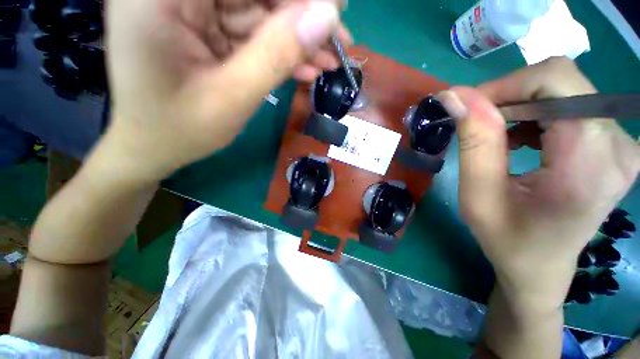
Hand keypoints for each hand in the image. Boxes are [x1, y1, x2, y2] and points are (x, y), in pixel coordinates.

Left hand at [104, 0, 349, 181]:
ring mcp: (187, 9)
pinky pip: (250, 32)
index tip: (336, 8)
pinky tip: (306, 69)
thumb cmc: (181, 130)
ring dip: (296, 38)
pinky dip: (280, 51)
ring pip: (256, 10)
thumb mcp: (233, 96)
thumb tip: (326, 16)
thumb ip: (277, 54)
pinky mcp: (203, 30)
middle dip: (300, 15)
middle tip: (338, 38)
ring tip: (329, 61)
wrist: (153, 148)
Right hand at [439, 58, 639, 307]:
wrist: (542, 266)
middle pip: (560, 81)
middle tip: (476, 125)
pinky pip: (570, 104)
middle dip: (509, 96)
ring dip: (520, 107)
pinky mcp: (612, 143)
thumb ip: (474, 142)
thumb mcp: (478, 195)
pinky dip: (536, 114)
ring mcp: (621, 142)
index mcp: (590, 163)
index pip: (556, 81)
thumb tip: (454, 96)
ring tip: (499, 139)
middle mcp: (618, 144)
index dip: (506, 84)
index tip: (468, 109)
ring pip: (564, 89)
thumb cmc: (507, 240)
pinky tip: (521, 140)